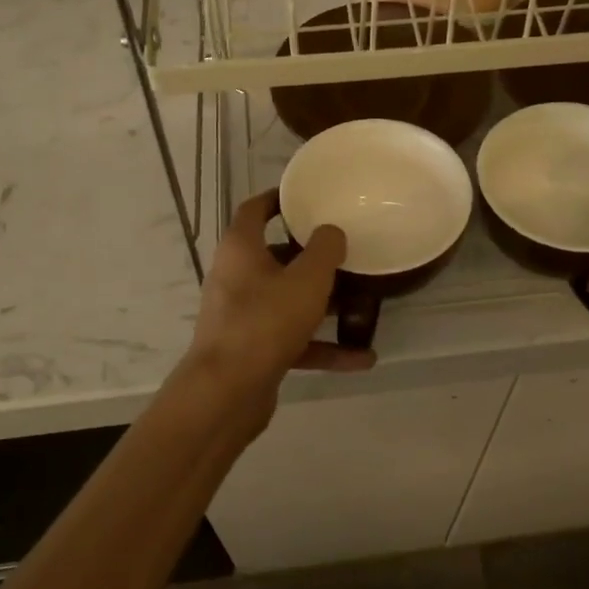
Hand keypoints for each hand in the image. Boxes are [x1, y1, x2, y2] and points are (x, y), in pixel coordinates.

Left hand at [185, 191, 375, 403]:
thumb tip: (330, 231)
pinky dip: (323, 347)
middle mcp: (236, 278)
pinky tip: (362, 358)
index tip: (304, 196)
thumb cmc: (265, 322)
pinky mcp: (253, 350)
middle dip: (311, 258)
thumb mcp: (306, 280)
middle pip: (275, 258)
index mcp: (241, 250)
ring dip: (322, 305)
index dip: (277, 199)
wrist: (227, 392)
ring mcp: (243, 317)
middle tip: (344, 252)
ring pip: (287, 301)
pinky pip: (293, 341)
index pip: (254, 210)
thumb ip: (324, 250)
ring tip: (361, 304)